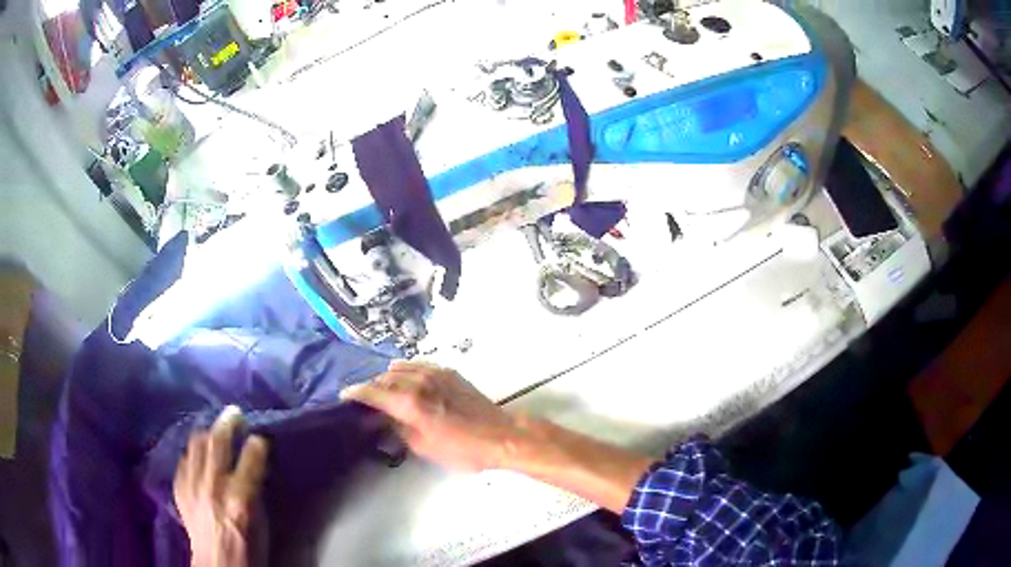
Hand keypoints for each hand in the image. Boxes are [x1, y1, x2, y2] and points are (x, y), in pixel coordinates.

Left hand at [174, 406, 268, 566]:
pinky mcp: (179, 487)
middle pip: (218, 441)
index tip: (261, 436)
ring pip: (197, 443)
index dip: (258, 443)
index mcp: (240, 498)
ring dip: (208, 432)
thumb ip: (255, 489)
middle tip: (235, 413)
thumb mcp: (262, 522)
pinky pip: (185, 458)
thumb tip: (254, 465)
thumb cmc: (249, 547)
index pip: (251, 456)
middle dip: (229, 423)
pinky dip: (194, 451)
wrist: (217, 564)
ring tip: (215, 429)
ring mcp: (192, 484)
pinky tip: (199, 452)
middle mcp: (213, 485)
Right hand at [341, 361, 517, 471]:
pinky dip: (407, 373)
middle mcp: (418, 381)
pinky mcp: (448, 371)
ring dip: (389, 379)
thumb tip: (381, 421)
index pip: (371, 391)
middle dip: (372, 389)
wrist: (500, 435)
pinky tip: (410, 385)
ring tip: (389, 394)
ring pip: (399, 368)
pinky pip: (418, 366)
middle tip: (368, 404)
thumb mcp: (423, 447)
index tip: (345, 397)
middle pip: (383, 378)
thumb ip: (397, 429)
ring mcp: (434, 373)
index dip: (354, 393)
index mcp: (409, 402)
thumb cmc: (462, 449)